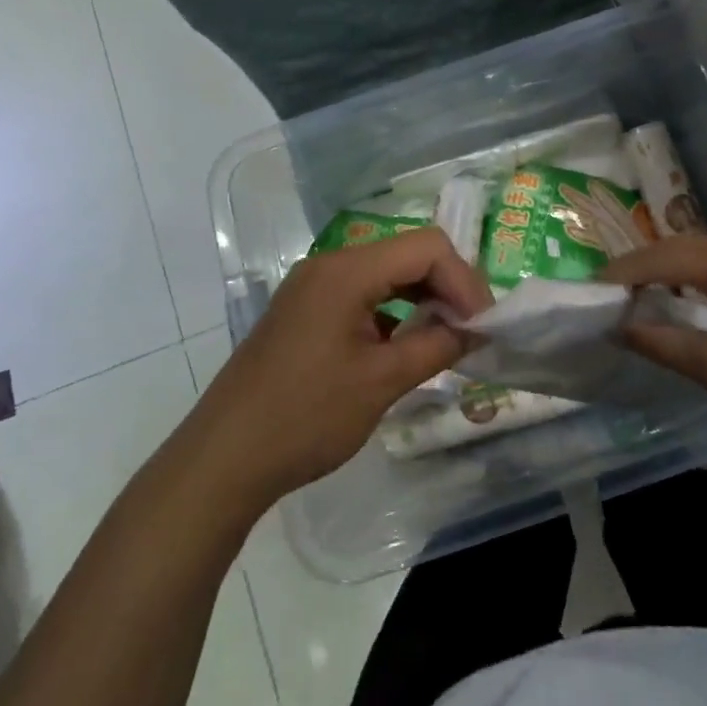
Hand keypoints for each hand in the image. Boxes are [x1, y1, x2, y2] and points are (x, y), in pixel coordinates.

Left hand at [186, 228, 492, 507]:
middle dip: (446, 287)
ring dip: (422, 300)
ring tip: (447, 340)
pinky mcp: (306, 312)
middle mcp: (330, 265)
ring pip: (385, 275)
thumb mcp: (381, 382)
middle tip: (472, 332)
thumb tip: (476, 329)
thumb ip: (436, 346)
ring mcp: (313, 287)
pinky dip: (393, 313)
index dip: (464, 280)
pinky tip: (406, 347)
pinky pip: (362, 296)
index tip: (483, 325)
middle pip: (406, 254)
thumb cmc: (306, 416)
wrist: (224, 458)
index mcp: (347, 270)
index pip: (426, 247)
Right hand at [601, 236, 706, 452]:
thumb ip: (663, 342)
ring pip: (706, 257)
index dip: (623, 272)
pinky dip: (697, 280)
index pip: (663, 256)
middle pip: (683, 247)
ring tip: (639, 294)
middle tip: (609, 290)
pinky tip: (687, 301)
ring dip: (671, 271)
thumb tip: (618, 328)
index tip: (590, 287)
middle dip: (643, 266)